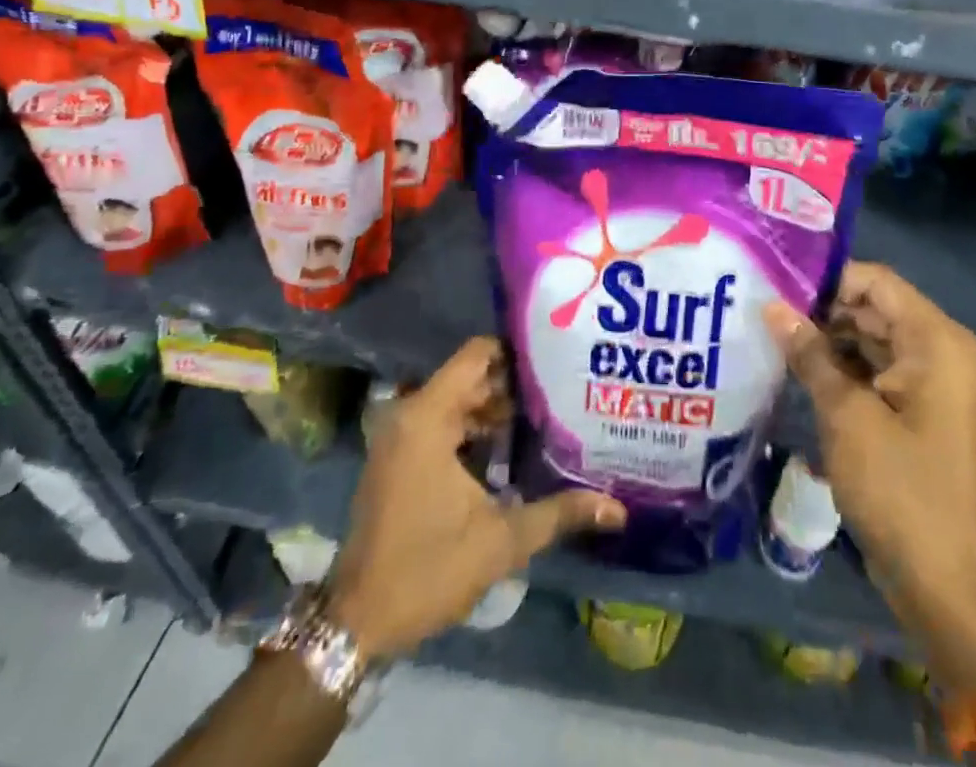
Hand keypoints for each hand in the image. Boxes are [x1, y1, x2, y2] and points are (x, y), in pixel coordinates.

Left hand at [325, 338, 625, 657]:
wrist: (357, 624)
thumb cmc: (426, 570)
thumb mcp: (500, 541)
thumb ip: (559, 513)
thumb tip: (618, 509)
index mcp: (428, 416)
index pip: (477, 353)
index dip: (517, 352)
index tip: (556, 360)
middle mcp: (409, 414)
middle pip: (471, 377)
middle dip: (514, 384)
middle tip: (563, 389)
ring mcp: (399, 436)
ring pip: (458, 401)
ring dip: (495, 409)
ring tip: (546, 416)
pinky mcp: (398, 458)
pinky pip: (442, 423)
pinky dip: (473, 428)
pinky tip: (510, 448)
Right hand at [765, 262, 975, 688]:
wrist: (945, 583)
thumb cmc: (900, 489)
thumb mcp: (847, 416)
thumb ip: (810, 354)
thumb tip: (771, 306)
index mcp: (934, 340)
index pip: (875, 281)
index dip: (827, 278)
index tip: (775, 280)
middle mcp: (937, 350)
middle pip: (872, 308)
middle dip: (820, 308)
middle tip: (762, 305)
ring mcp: (927, 381)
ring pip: (869, 339)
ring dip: (826, 338)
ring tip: (769, 332)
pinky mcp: (914, 409)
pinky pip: (873, 370)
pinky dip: (839, 367)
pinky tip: (795, 367)